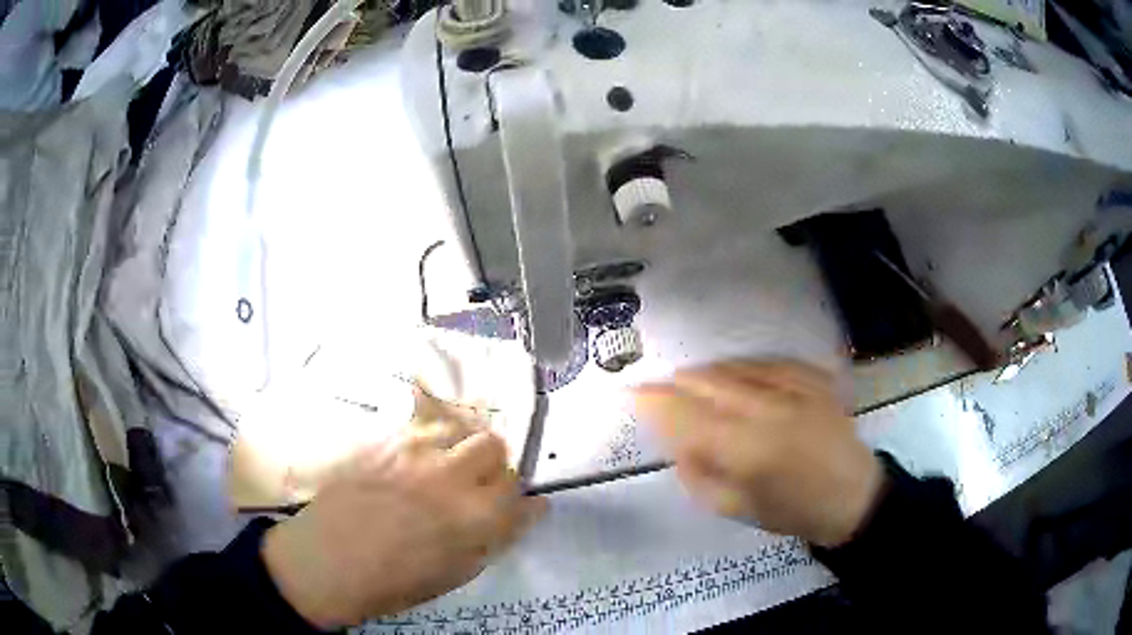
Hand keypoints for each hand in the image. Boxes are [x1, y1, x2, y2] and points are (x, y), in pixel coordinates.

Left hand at [261, 429, 545, 628]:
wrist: (327, 561)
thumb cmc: (394, 582)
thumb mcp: (457, 573)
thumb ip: (498, 538)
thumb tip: (532, 509)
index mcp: (476, 517)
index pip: (518, 490)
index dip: (517, 499)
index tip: (509, 507)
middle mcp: (452, 476)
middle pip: (494, 447)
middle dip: (493, 466)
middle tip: (475, 487)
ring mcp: (415, 453)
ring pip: (459, 429)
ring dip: (461, 448)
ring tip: (444, 470)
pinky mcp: (385, 442)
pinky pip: (421, 426)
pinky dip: (429, 440)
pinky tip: (414, 462)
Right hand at [633, 360, 883, 547]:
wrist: (852, 497)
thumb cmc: (791, 512)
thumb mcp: (734, 508)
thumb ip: (697, 473)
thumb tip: (675, 440)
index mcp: (745, 450)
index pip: (685, 415)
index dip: (653, 401)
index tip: (631, 393)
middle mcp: (767, 410)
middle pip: (707, 382)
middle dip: (677, 383)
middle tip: (661, 390)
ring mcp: (795, 389)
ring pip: (735, 366)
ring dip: (707, 372)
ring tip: (694, 382)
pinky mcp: (814, 379)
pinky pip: (768, 361)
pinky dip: (743, 367)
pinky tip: (737, 375)